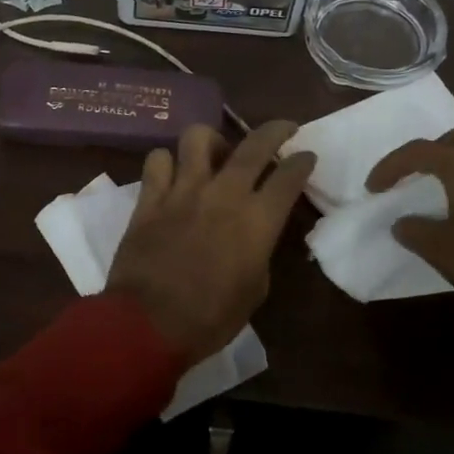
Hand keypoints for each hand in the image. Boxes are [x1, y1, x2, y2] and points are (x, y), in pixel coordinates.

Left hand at [107, 120, 315, 365]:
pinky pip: (158, 161)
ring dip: (213, 140)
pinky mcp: (150, 198)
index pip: (289, 176)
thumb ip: (258, 252)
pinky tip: (171, 175)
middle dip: (275, 130)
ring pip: (198, 137)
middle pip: (255, 144)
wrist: (147, 325)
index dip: (302, 162)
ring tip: (215, 153)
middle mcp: (224, 194)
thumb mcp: (254, 290)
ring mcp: (183, 191)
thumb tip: (253, 236)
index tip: (306, 156)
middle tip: (283, 129)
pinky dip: (167, 162)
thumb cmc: (209, 319)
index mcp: (257, 221)